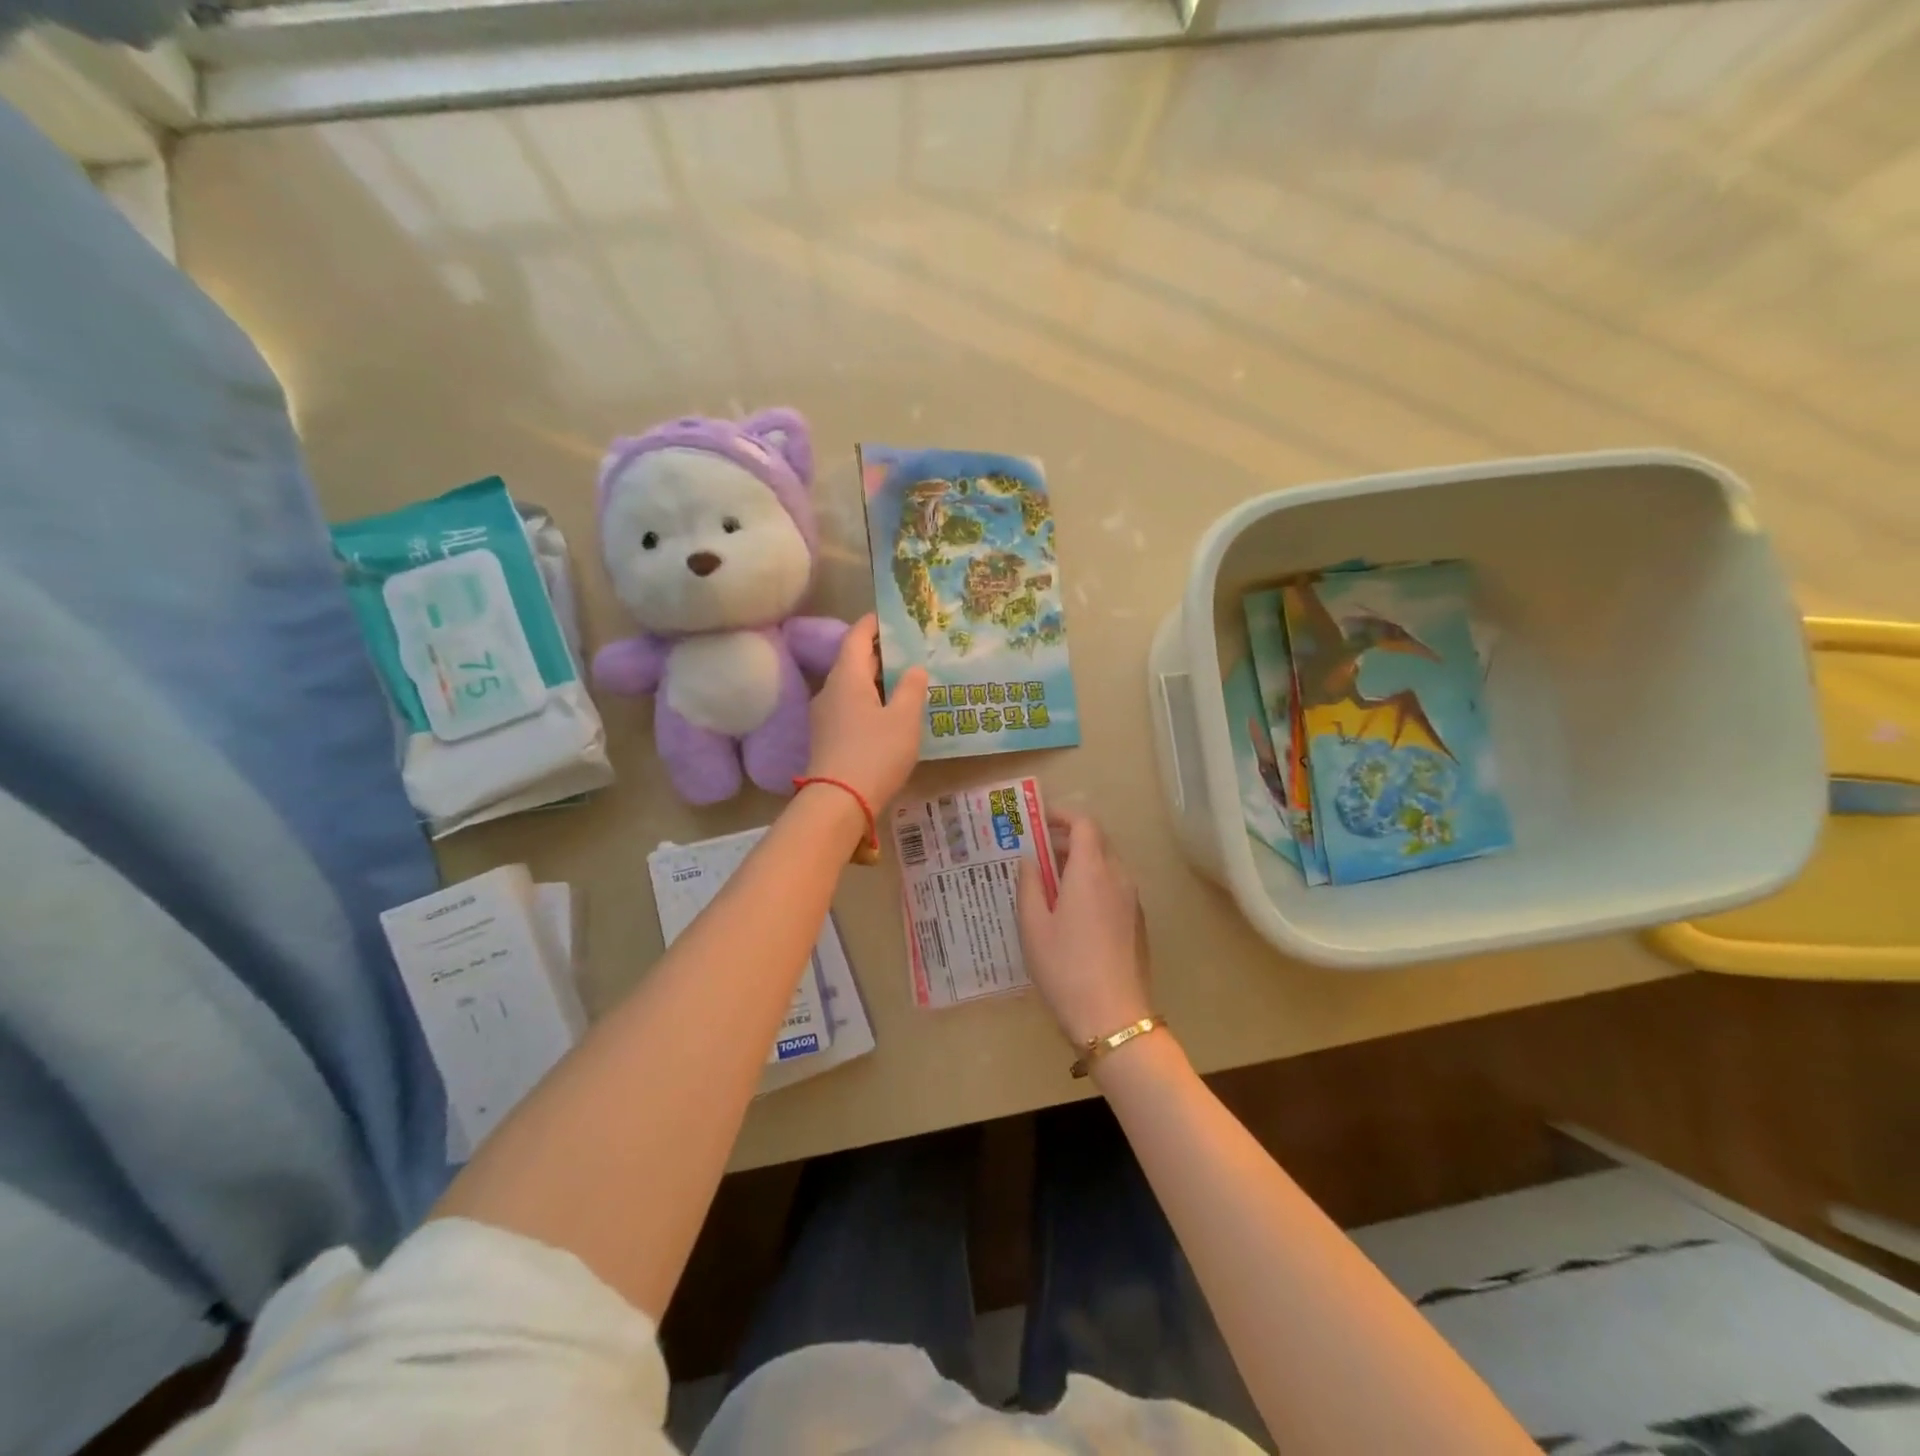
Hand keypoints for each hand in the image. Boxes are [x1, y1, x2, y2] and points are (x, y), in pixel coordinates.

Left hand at [806, 613, 927, 809]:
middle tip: (911, 650)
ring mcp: (825, 715)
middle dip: (881, 653)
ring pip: (852, 686)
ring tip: (906, 682)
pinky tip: (889, 714)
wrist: (838, 802)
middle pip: (854, 661)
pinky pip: (850, 707)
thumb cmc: (875, 753)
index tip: (894, 618)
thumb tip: (915, 668)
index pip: (857, 636)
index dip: (874, 624)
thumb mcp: (904, 719)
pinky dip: (870, 701)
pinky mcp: (827, 737)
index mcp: (847, 677)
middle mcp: (830, 690)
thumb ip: (911, 689)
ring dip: (877, 680)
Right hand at [1017, 812, 1153, 1047]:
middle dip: (1068, 839)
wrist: (1113, 1017)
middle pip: (1097, 841)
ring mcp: (1132, 901)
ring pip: (1108, 865)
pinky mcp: (1137, 922)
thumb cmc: (1065, 967)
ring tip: (1051, 883)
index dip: (1062, 816)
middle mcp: (1118, 877)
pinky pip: (1115, 887)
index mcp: (1091, 871)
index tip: (1039, 822)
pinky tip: (1072, 911)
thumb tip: (1029, 860)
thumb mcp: (1033, 926)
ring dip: (1081, 863)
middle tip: (1038, 852)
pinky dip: (1094, 883)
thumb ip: (1029, 885)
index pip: (1084, 824)